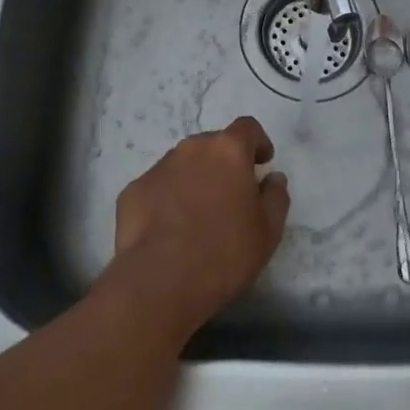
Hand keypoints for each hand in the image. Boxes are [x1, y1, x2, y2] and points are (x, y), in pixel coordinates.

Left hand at [101, 117, 289, 343]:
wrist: (160, 281)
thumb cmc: (224, 252)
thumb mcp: (268, 231)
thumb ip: (276, 196)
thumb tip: (273, 178)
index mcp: (228, 150)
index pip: (247, 128)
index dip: (257, 142)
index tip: (262, 162)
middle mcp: (192, 148)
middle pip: (213, 145)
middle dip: (224, 164)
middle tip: (230, 195)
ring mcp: (159, 167)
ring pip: (183, 164)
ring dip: (194, 179)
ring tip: (197, 215)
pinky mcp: (133, 190)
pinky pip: (158, 187)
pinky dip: (167, 199)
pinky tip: (169, 230)